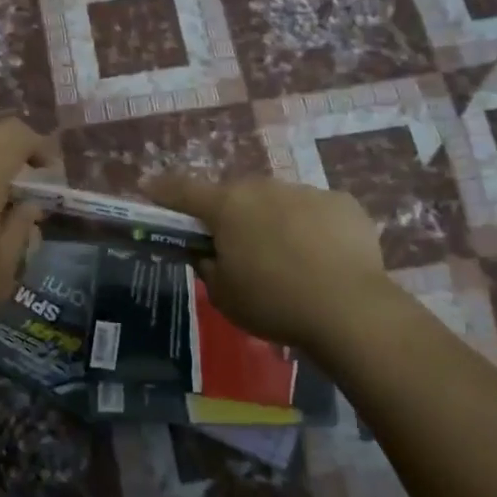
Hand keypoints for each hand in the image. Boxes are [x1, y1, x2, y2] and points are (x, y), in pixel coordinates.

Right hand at [143, 173, 394, 352]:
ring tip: (289, 260)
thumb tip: (210, 252)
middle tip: (238, 247)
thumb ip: (209, 266)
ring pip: (279, 202)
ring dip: (274, 221)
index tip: (147, 186)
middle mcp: (264, 187)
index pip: (184, 191)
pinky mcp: (343, 203)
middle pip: (237, 196)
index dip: (162, 190)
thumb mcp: (224, 295)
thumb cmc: (274, 303)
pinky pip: (316, 212)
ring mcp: (307, 191)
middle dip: (232, 215)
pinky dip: (313, 229)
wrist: (349, 309)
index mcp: (227, 206)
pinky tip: (323, 260)